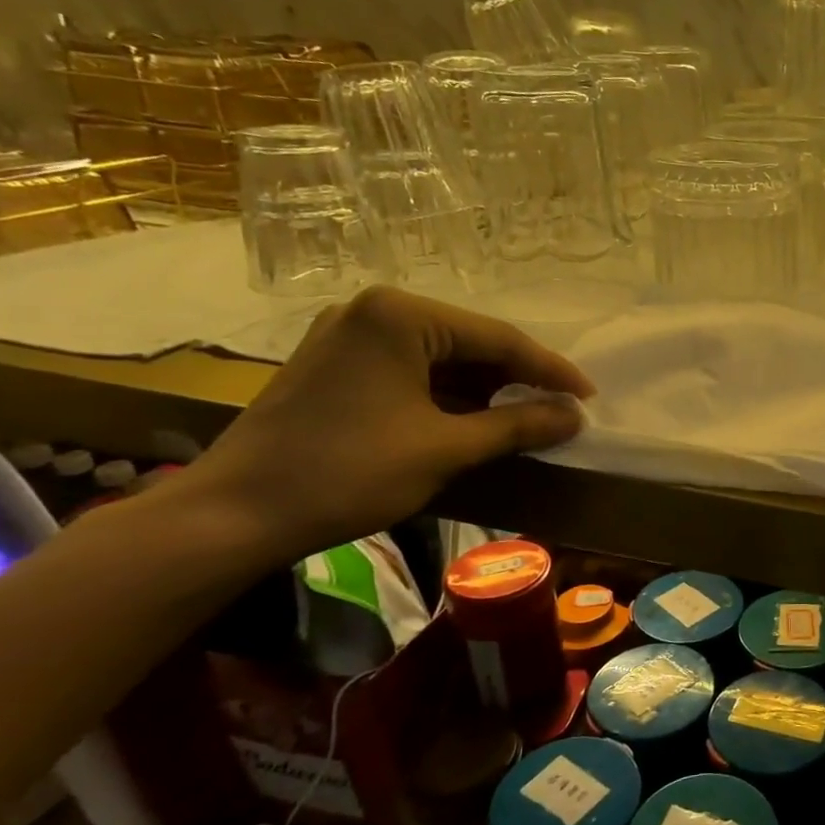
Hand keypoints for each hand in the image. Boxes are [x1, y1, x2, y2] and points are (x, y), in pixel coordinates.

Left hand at [187, 287, 593, 559]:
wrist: (236, 514)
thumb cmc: (348, 472)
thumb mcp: (446, 448)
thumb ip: (518, 425)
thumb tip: (575, 417)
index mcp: (400, 316)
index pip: (498, 339)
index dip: (550, 371)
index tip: (589, 398)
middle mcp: (374, 311)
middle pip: (470, 344)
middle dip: (517, 381)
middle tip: (561, 411)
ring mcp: (349, 335)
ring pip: (442, 359)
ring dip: (485, 391)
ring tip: (527, 420)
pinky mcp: (336, 364)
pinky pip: (412, 371)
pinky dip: (449, 397)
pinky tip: (476, 421)